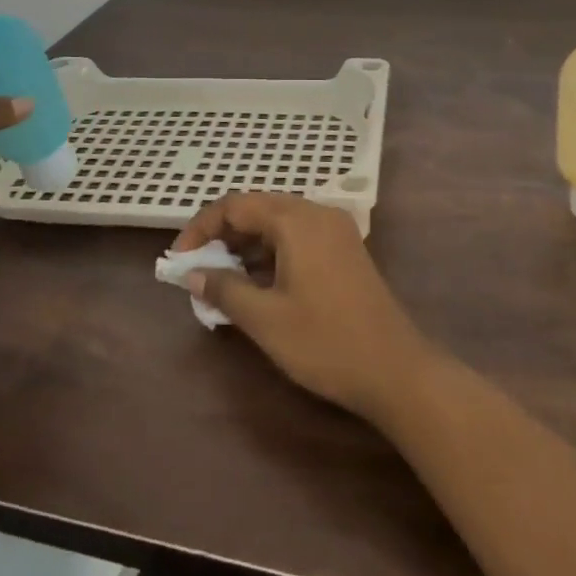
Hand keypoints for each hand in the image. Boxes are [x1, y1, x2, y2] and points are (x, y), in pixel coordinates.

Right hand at [172, 193, 435, 421]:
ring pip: (278, 222)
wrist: (396, 370)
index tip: (180, 260)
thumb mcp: (265, 319)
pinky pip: (297, 236)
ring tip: (223, 279)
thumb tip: (193, 273)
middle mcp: (316, 213)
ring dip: (247, 244)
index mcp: (296, 220)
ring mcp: (335, 229)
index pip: (235, 205)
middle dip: (223, 235)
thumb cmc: (325, 342)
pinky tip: (259, 283)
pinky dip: (271, 251)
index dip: (201, 227)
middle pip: (257, 208)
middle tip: (198, 269)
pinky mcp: (344, 249)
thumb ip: (224, 289)